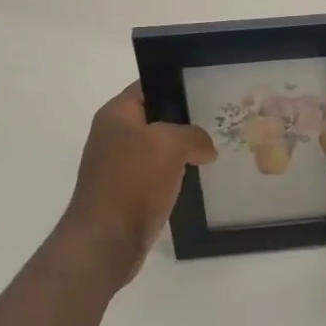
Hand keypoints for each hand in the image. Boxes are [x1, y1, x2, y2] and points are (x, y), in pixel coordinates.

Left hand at [53, 83, 215, 286]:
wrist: (107, 239)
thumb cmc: (133, 181)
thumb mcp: (170, 144)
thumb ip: (194, 135)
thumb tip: (205, 149)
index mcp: (116, 115)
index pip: (149, 87)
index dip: (177, 86)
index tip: (207, 91)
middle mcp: (114, 135)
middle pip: (156, 118)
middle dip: (185, 121)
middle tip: (218, 121)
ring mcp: (120, 165)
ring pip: (159, 148)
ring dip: (183, 151)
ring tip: (214, 149)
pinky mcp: (128, 191)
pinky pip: (157, 174)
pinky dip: (175, 175)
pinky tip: (197, 178)